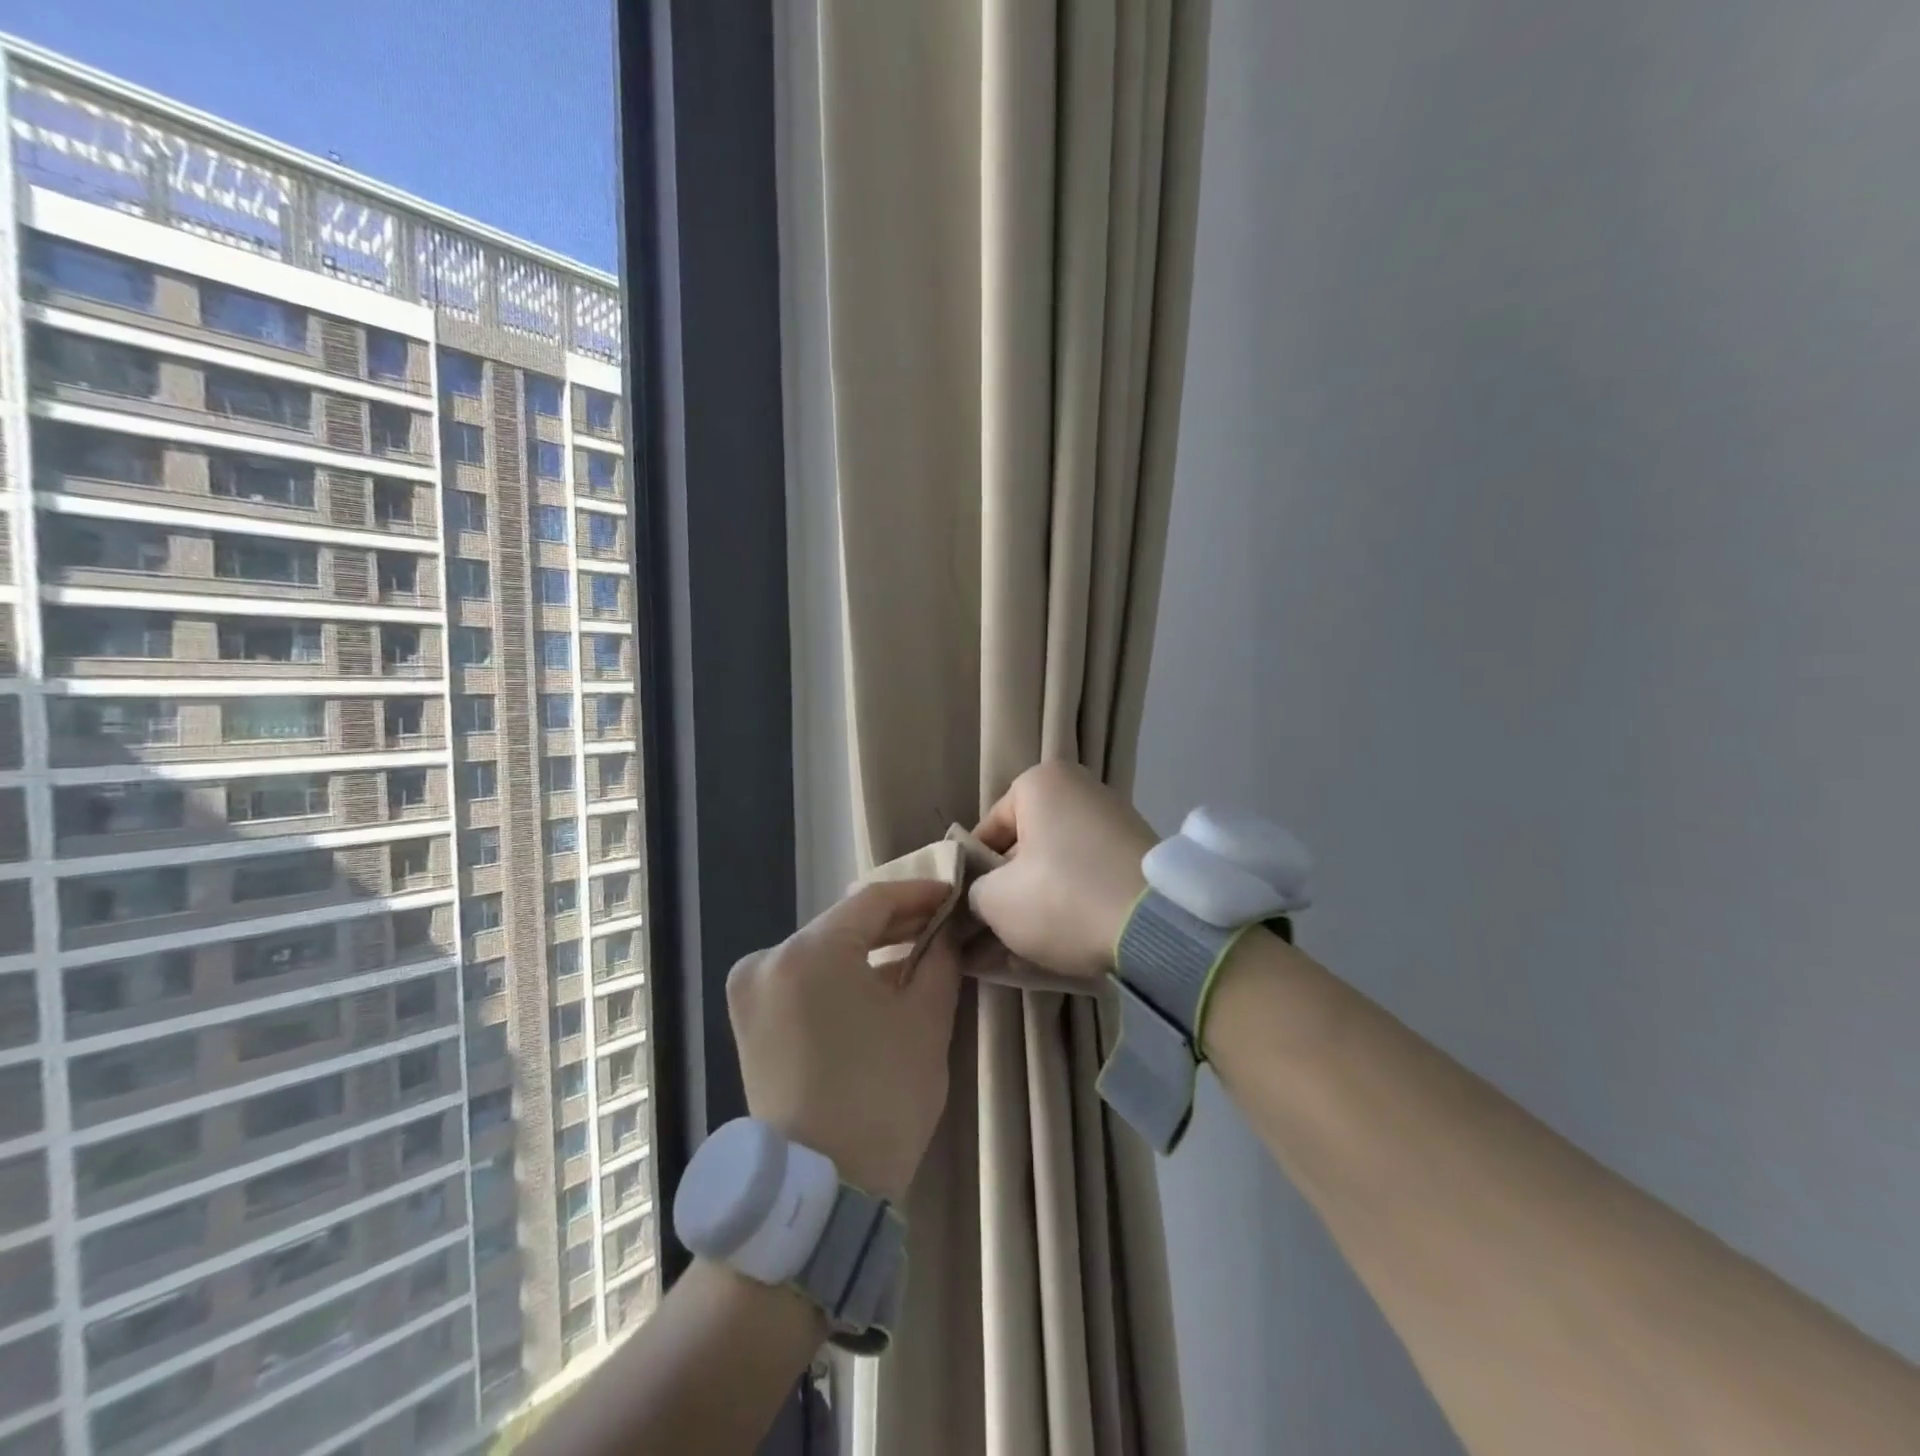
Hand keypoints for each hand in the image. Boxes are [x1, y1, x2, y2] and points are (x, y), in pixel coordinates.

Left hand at [726, 880, 960, 1201]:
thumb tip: (946, 932)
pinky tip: (876, 982)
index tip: (953, 895)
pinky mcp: (748, 1020)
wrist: (818, 1192)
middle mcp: (768, 958)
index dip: (918, 894)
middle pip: (843, 924)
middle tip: (941, 923)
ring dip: (868, 949)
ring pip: (822, 950)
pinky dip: (840, 975)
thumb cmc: (881, 1098)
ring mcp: (751, 990)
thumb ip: (939, 959)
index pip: (873, 901)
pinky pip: (803, 978)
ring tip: (915, 951)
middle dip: (895, 923)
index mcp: (808, 951)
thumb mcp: (925, 1021)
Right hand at [968, 761, 1155, 980]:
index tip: (968, 915)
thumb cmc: (1063, 898)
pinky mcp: (1138, 857)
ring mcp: (1114, 822)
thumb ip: (974, 891)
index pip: (987, 832)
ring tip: (1016, 956)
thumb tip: (981, 897)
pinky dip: (1070, 908)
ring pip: (1056, 870)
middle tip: (989, 940)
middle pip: (1024, 850)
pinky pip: (1088, 880)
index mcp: (1042, 783)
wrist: (1158, 927)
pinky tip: (1055, 950)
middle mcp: (1080, 790)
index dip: (973, 878)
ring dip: (1035, 909)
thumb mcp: (996, 900)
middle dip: (1006, 896)